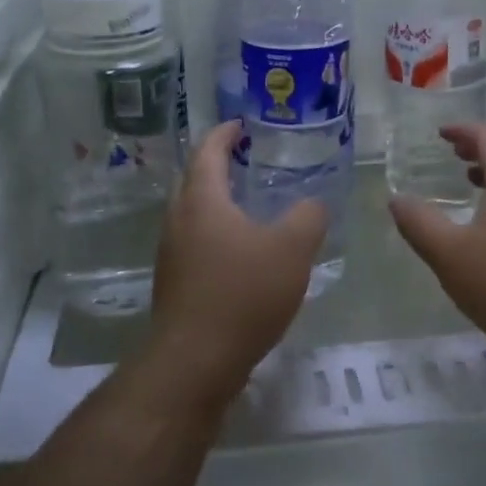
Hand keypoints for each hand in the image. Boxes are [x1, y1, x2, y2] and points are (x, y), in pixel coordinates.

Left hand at [131, 121, 326, 420]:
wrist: (195, 361)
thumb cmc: (242, 294)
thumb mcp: (291, 249)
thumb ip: (308, 217)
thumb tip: (313, 203)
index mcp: (201, 200)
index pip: (207, 151)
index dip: (224, 133)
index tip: (241, 124)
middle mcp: (178, 221)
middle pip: (193, 180)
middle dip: (218, 165)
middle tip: (249, 160)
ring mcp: (172, 255)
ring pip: (193, 214)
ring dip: (217, 202)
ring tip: (251, 205)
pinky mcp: (175, 284)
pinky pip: (195, 243)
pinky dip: (216, 233)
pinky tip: (243, 253)